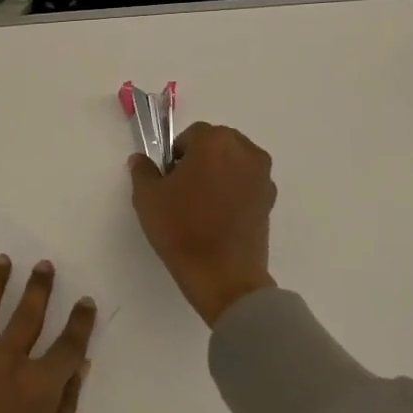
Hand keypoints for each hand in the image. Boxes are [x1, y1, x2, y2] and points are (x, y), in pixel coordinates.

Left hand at [0, 255, 97, 412]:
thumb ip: (66, 406)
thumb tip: (80, 365)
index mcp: (40, 387)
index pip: (69, 344)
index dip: (80, 321)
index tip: (85, 302)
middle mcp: (7, 361)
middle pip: (28, 313)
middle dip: (40, 286)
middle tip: (44, 265)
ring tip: (2, 260)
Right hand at [129, 121, 277, 326]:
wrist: (223, 276)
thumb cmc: (181, 228)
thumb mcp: (147, 197)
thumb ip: (143, 170)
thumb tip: (141, 160)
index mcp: (215, 141)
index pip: (191, 135)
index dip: (175, 155)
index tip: (167, 178)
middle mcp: (245, 151)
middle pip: (216, 145)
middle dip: (200, 159)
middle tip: (182, 189)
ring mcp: (262, 176)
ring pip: (233, 164)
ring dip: (218, 174)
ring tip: (201, 204)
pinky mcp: (270, 201)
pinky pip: (246, 184)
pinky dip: (233, 191)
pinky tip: (218, 216)